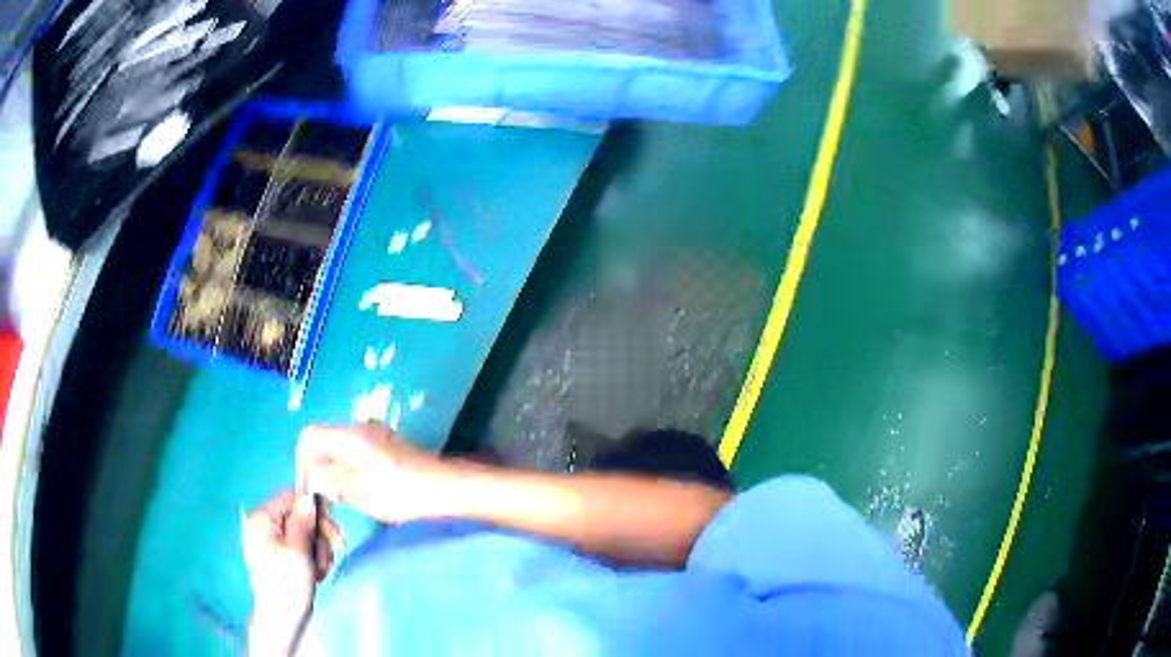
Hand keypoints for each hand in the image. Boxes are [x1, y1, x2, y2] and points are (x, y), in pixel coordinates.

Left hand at [241, 492, 337, 634]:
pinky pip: (298, 546)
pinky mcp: (277, 556)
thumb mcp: (298, 551)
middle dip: (318, 533)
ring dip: (318, 549)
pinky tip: (315, 573)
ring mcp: (269, 542)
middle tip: (335, 550)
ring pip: (302, 533)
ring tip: (321, 570)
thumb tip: (308, 498)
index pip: (289, 498)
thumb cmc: (287, 583)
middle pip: (298, 515)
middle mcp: (262, 525)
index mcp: (262, 519)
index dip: (312, 509)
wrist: (280, 619)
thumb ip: (303, 522)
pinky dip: (311, 557)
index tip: (332, 527)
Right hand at [296, 423, 447, 522]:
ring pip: (340, 450)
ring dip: (334, 472)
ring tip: (338, 498)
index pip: (309, 435)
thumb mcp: (357, 490)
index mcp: (349, 434)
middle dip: (317, 468)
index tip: (307, 488)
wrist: (446, 489)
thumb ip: (328, 479)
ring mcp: (376, 436)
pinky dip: (350, 471)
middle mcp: (360, 427)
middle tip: (321, 498)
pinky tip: (358, 492)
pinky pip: (356, 455)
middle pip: (324, 441)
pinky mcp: (388, 448)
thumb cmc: (399, 491)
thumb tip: (312, 475)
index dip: (301, 461)